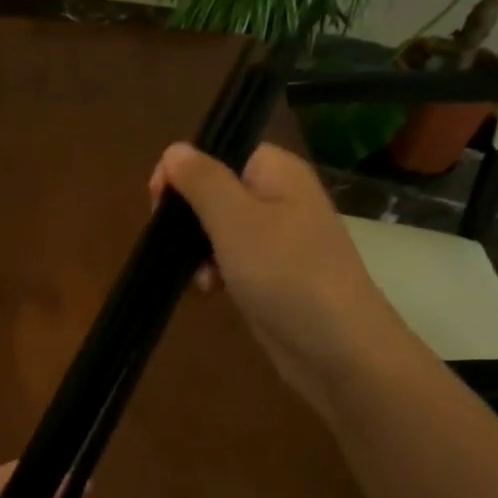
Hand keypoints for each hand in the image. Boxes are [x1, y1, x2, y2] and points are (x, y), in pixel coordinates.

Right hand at [150, 141, 408, 403]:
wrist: (337, 348)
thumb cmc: (284, 273)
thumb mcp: (234, 219)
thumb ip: (201, 180)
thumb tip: (174, 149)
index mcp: (277, 172)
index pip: (220, 152)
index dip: (185, 172)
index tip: (160, 204)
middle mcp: (280, 198)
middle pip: (215, 192)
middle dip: (188, 219)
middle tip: (177, 245)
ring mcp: (278, 240)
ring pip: (218, 231)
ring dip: (197, 252)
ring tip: (199, 280)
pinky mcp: (273, 276)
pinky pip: (231, 261)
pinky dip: (214, 274)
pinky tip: (209, 294)